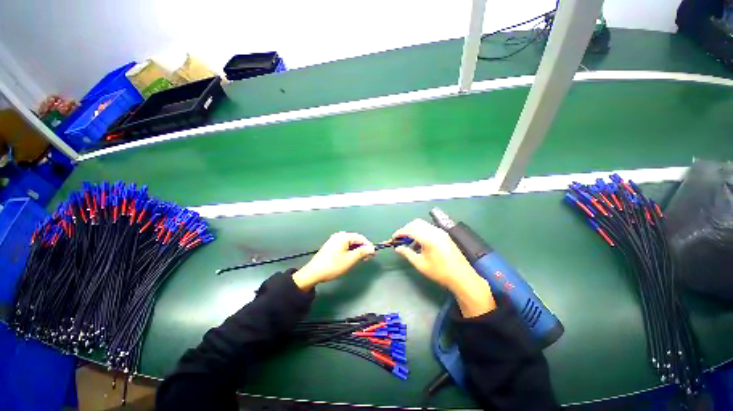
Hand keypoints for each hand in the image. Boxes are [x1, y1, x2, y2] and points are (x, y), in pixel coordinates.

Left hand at [292, 232, 375, 290]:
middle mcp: (339, 236)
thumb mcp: (350, 259)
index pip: (360, 238)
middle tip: (368, 258)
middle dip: (363, 248)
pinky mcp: (331, 246)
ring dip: (357, 250)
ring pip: (350, 243)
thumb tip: (372, 248)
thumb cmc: (333, 265)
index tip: (374, 253)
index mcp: (343, 236)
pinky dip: (350, 251)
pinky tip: (353, 258)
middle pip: (355, 239)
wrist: (314, 273)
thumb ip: (362, 252)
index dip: (368, 245)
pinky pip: (345, 245)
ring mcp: (334, 240)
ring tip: (362, 259)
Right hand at [392, 219, 495, 316]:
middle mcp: (434, 231)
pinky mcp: (444, 235)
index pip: (410, 230)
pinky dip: (421, 232)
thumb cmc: (439, 272)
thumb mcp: (420, 264)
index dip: (399, 233)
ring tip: (409, 242)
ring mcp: (441, 232)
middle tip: (400, 239)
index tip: (393, 238)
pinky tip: (420, 243)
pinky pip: (429, 229)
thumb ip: (407, 253)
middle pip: (416, 223)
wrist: (462, 276)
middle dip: (406, 229)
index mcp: (428, 238)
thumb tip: (397, 248)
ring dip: (414, 230)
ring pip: (423, 224)